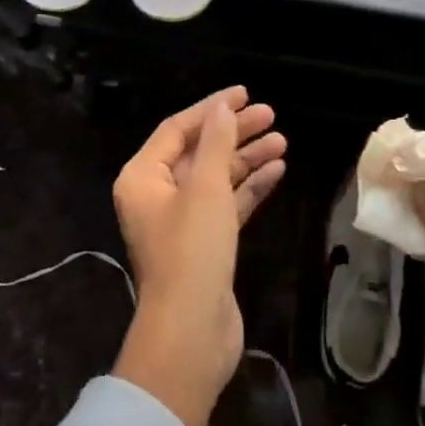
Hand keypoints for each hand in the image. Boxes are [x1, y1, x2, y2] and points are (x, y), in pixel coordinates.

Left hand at [111, 87, 286, 425]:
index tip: (244, 94)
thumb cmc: (192, 250)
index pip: (178, 129)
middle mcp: (156, 195)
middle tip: (271, 116)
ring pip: (216, 178)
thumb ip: (216, 143)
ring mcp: (181, 221)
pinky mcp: (204, 244)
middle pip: (199, 151)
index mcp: (142, 177)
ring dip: (247, 159)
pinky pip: (226, 204)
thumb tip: (222, 108)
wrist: (192, 331)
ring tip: (282, 141)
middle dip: (234, 133)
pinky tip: (277, 171)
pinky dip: (249, 188)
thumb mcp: (205, 187)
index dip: (211, 109)